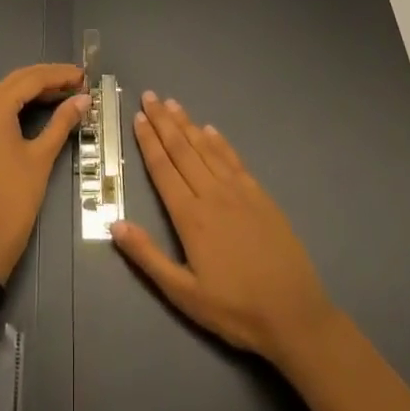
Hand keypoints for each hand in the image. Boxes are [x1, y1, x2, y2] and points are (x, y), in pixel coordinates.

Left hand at [0, 64, 88, 281]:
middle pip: (15, 82)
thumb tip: (84, 98)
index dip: (60, 76)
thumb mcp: (42, 156)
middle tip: (76, 82)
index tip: (84, 77)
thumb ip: (62, 122)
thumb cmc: (16, 197)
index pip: (32, 80)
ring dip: (23, 87)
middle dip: (46, 79)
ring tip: (53, 89)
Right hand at [111, 91, 337, 365]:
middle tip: (150, 96)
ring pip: (207, 149)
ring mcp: (239, 191)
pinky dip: (220, 142)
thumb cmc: (234, 308)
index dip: (148, 141)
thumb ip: (147, 257)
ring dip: (188, 124)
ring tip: (173, 103)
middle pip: (182, 149)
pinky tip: (211, 130)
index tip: (138, 117)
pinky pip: (234, 160)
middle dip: (164, 121)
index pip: (163, 168)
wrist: (294, 314)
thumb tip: (115, 223)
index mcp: (190, 216)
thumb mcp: (183, 293)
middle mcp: (212, 194)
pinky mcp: (260, 195)